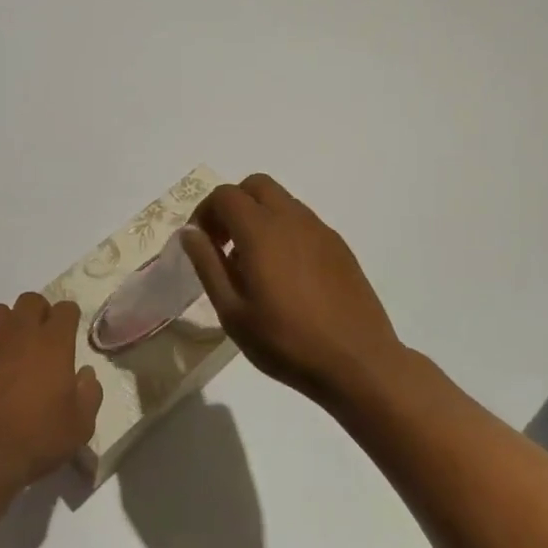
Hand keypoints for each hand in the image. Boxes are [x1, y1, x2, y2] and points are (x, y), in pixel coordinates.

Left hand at [0, 292, 102, 500]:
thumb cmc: (35, 441)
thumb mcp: (80, 426)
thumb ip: (89, 394)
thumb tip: (85, 374)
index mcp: (51, 343)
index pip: (65, 309)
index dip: (69, 319)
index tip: (70, 335)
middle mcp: (17, 333)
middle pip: (30, 300)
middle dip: (39, 313)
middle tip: (42, 340)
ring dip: (8, 325)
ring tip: (10, 350)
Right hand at [181, 174, 407, 406]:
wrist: (357, 362)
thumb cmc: (285, 341)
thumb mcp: (232, 310)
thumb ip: (207, 264)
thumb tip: (190, 232)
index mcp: (261, 231)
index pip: (225, 195)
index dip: (205, 212)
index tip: (200, 244)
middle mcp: (292, 219)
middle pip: (255, 185)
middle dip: (232, 205)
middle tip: (223, 243)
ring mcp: (320, 230)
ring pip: (282, 201)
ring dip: (258, 216)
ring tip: (252, 262)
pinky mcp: (339, 246)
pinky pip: (303, 222)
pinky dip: (283, 231)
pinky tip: (284, 274)